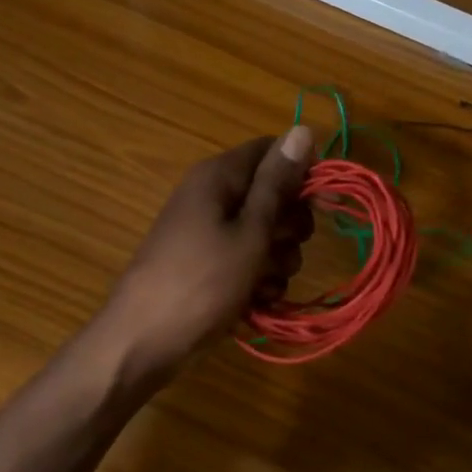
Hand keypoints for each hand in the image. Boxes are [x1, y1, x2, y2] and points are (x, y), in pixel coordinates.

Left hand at [101, 127, 314, 375]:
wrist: (143, 342)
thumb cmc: (201, 281)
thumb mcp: (250, 231)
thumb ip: (278, 183)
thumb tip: (303, 129)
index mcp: (219, 176)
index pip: (273, 151)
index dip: (303, 173)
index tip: (327, 203)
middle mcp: (213, 196)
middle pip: (273, 195)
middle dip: (290, 226)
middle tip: (283, 249)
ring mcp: (209, 232)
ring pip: (266, 233)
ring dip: (278, 260)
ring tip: (263, 283)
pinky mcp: (209, 264)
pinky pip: (248, 260)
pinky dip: (259, 279)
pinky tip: (256, 301)